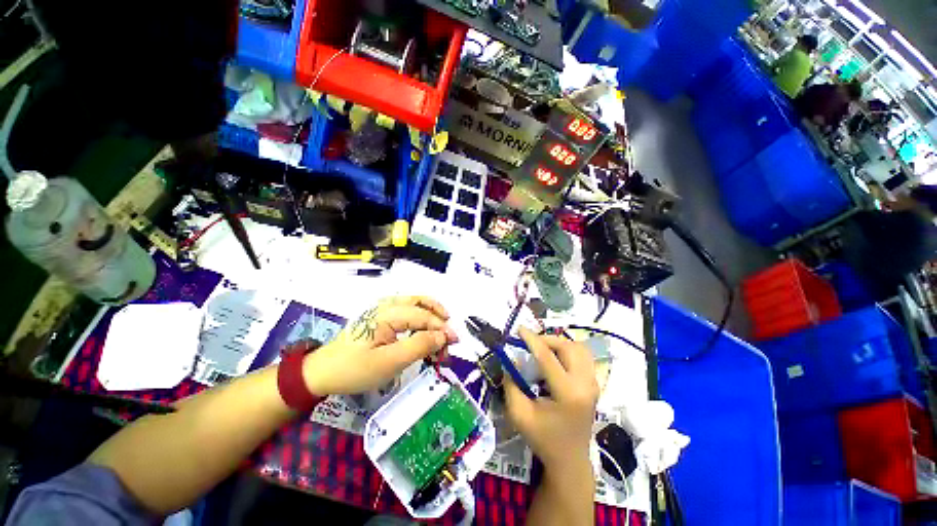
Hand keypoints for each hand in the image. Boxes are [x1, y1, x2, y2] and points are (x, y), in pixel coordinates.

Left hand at [302, 296, 457, 395]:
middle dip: (438, 319)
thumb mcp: (389, 362)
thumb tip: (442, 336)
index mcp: (387, 314)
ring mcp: (383, 309)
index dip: (441, 328)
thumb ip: (418, 346)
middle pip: (421, 303)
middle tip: (449, 338)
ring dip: (431, 315)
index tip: (454, 342)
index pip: (422, 316)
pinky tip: (425, 328)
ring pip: (415, 304)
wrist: (322, 372)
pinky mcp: (381, 317)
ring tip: (442, 329)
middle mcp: (387, 305)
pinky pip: (407, 311)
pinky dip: (421, 318)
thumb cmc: (354, 369)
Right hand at [504, 327, 598, 470]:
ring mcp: (593, 384)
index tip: (519, 329)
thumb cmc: (543, 438)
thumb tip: (510, 360)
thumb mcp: (519, 414)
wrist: (570, 459)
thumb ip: (511, 383)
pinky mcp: (594, 384)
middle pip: (568, 347)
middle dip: (547, 340)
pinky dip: (568, 350)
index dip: (531, 339)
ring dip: (559, 343)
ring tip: (542, 349)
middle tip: (530, 343)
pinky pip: (583, 356)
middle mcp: (585, 384)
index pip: (548, 357)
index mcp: (567, 393)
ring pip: (578, 348)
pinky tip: (555, 359)